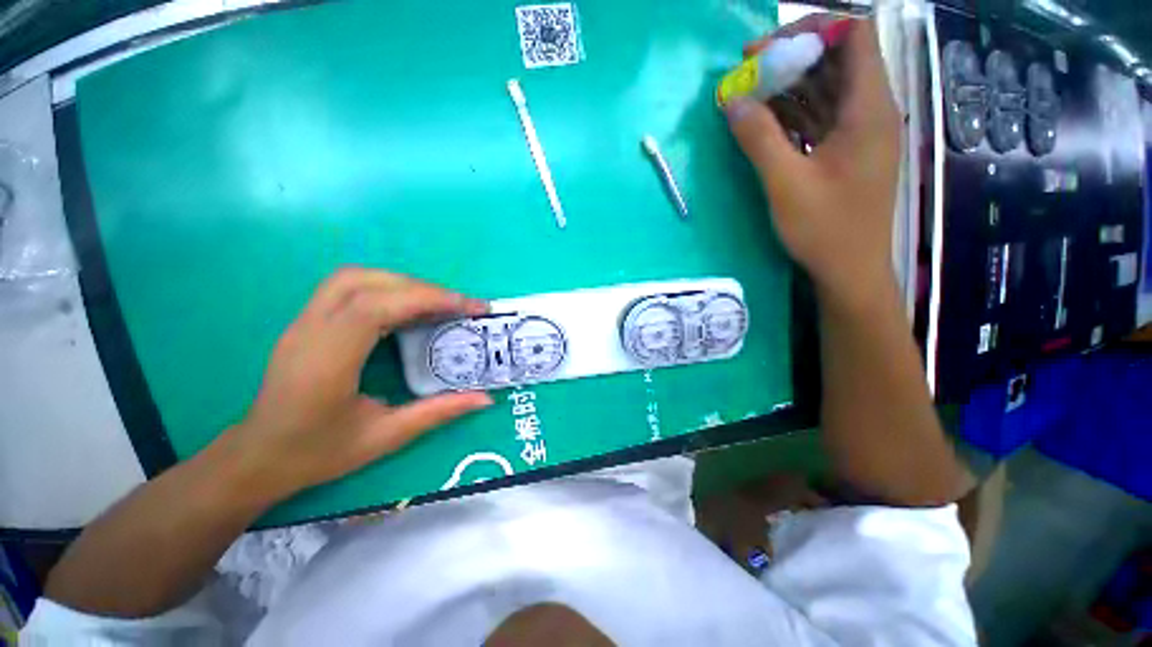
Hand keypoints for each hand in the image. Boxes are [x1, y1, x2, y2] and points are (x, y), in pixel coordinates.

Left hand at [222, 268, 492, 500]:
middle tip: (457, 305)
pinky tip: (407, 308)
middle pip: (365, 282)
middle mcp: (310, 332)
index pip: (375, 307)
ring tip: (436, 303)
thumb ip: (438, 413)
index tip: (466, 307)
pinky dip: (386, 289)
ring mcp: (303, 322)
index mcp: (327, 362)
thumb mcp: (384, 438)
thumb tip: (486, 399)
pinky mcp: (307, 322)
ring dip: (401, 283)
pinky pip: (348, 289)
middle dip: (420, 287)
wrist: (257, 457)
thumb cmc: (317, 453)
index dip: (425, 299)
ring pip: (354, 278)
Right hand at [726, 17, 900, 311]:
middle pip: (836, 60)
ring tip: (748, 96)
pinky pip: (820, 117)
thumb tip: (732, 101)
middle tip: (746, 73)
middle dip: (791, 58)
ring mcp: (858, 133)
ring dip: (788, 87)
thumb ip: (759, 138)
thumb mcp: (786, 183)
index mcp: (868, 109)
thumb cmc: (825, 229)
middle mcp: (870, 111)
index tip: (765, 52)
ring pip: (826, 89)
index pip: (852, 36)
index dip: (811, 32)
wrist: (850, 269)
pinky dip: (792, 113)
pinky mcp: (846, 152)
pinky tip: (764, 122)